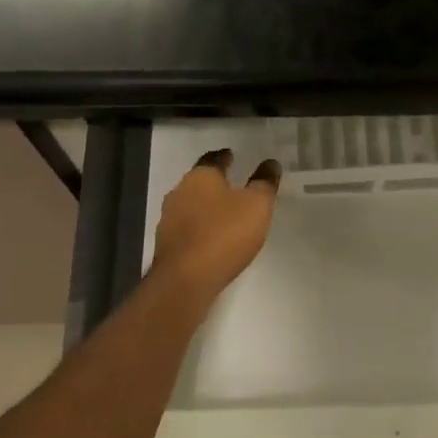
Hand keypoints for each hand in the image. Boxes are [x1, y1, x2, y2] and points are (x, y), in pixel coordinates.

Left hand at [151, 149, 280, 308]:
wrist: (185, 281)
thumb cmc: (224, 235)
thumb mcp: (256, 206)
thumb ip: (264, 183)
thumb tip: (270, 163)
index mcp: (200, 177)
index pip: (213, 159)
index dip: (225, 157)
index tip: (233, 156)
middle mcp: (179, 192)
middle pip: (199, 181)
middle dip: (215, 182)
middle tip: (234, 184)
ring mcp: (169, 219)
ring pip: (191, 205)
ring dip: (207, 206)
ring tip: (226, 212)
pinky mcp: (167, 244)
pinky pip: (188, 228)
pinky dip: (200, 227)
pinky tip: (212, 237)